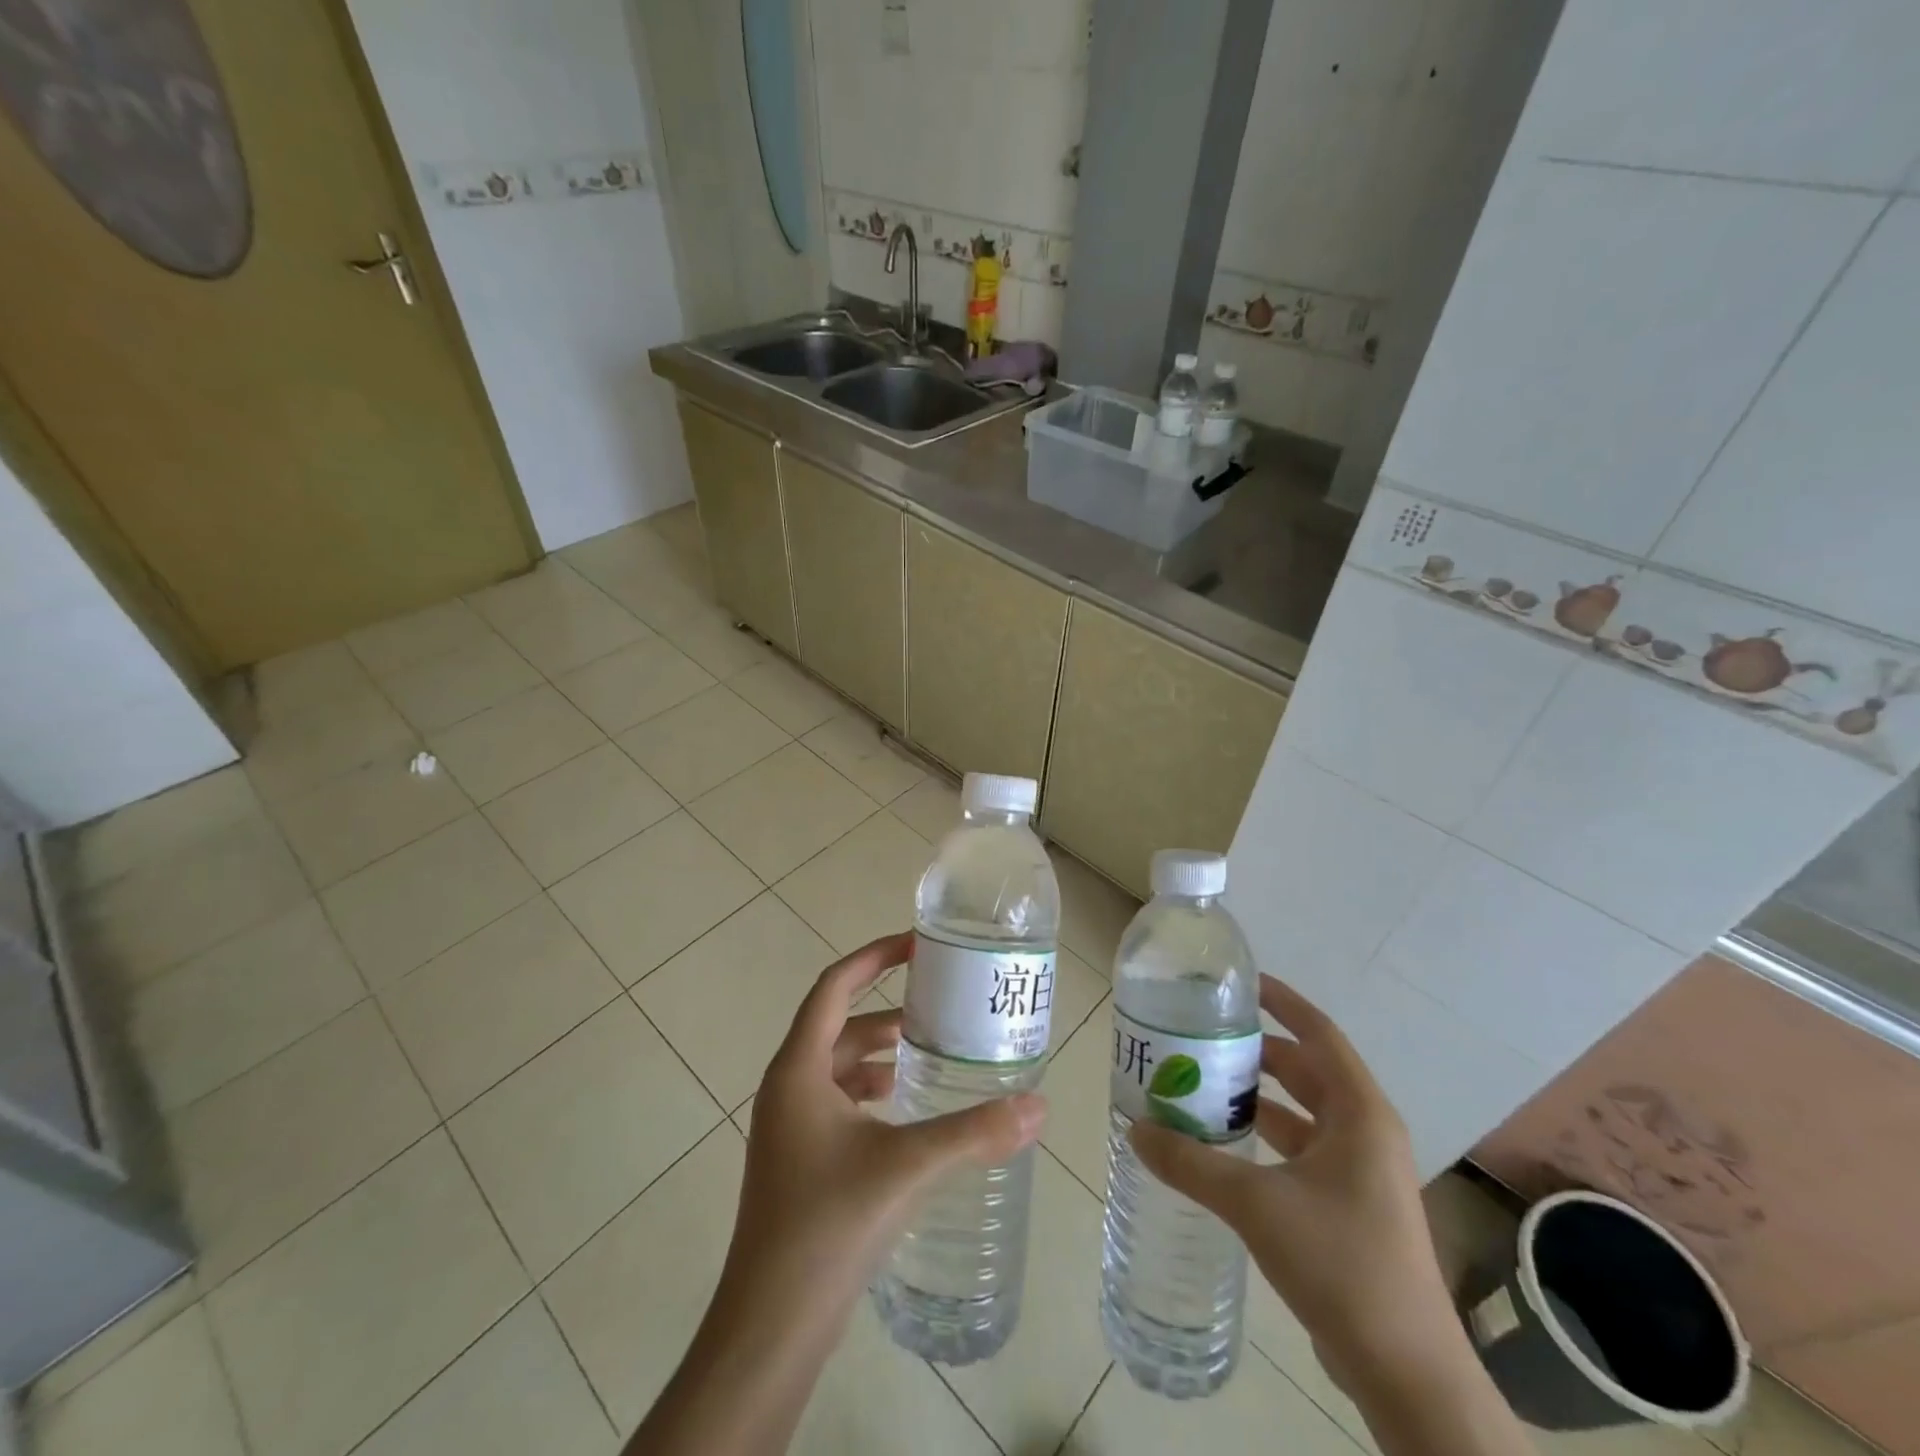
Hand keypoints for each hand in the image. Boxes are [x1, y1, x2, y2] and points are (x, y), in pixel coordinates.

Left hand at [725, 931, 1046, 1334]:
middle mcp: (787, 1087)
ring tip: (928, 1052)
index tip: (916, 944)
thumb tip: (1039, 1107)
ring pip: (837, 1065)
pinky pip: (836, 1101)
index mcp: (798, 1069)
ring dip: (878, 1052)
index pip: (833, 986)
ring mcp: (789, 1126)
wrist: (770, 1325)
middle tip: (938, 1003)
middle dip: (885, 1008)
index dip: (873, 957)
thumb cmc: (828, 1225)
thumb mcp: (906, 1167)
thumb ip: (974, 1133)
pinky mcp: (798, 1159)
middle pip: (837, 1024)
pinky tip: (904, 1110)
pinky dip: (870, 1091)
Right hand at [1127, 974, 1452, 1392]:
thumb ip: (1191, 1162)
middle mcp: (1366, 1131)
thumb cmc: (1340, 1263)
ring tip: (1205, 1084)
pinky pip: (1304, 1149)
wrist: (1405, 1371)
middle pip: (1308, 1070)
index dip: (1283, 1001)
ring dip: (1260, 1096)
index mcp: (1360, 1113)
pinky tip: (1227, 1145)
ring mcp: (1362, 1171)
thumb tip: (1134, 1128)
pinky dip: (1268, 1136)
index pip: (1319, 1033)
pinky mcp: (1352, 1205)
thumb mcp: (1256, 1204)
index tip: (1242, 983)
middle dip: (1258, 1052)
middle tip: (1205, 1039)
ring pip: (1305, 1112)